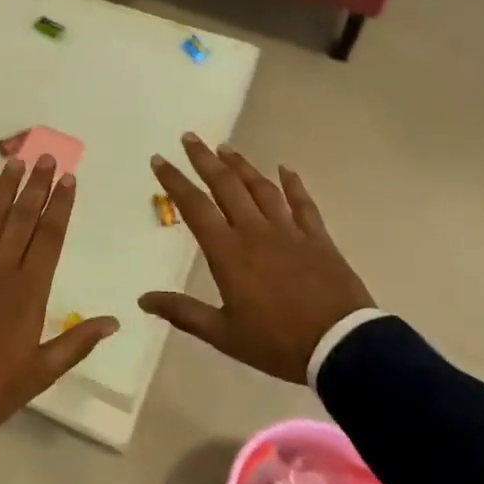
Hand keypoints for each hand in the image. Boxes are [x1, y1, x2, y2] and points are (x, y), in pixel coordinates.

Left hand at [0, 157, 118, 434]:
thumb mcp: (41, 373)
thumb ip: (77, 342)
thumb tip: (115, 320)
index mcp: (28, 291)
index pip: (50, 237)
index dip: (60, 206)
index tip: (68, 179)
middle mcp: (0, 269)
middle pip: (22, 219)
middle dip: (36, 186)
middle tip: (45, 156)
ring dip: (2, 190)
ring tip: (14, 162)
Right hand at [139, 134, 373, 382]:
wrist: (341, 346)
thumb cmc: (276, 342)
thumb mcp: (223, 334)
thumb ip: (183, 312)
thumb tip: (143, 299)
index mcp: (228, 252)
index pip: (195, 207)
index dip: (175, 181)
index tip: (160, 160)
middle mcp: (254, 231)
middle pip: (226, 185)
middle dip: (204, 159)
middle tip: (190, 137)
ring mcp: (288, 231)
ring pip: (261, 188)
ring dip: (241, 165)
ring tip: (226, 147)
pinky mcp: (317, 238)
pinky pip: (303, 204)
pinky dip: (293, 184)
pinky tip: (286, 169)